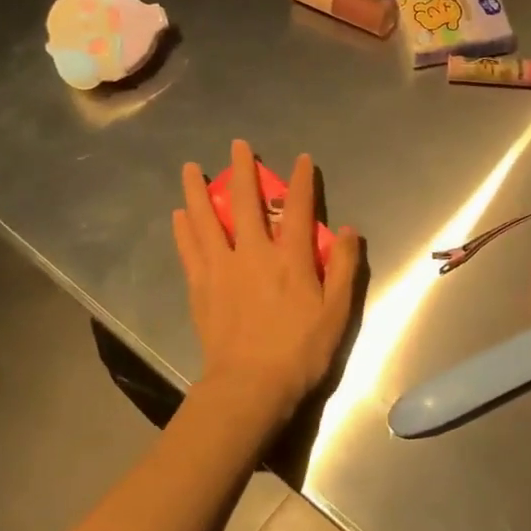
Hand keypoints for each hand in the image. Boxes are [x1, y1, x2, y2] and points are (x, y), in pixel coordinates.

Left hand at [174, 140, 360, 422]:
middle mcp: (253, 253)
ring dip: (198, 190)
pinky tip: (179, 214)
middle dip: (243, 170)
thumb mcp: (338, 312)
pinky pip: (189, 249)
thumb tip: (351, 230)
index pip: (300, 208)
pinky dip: (184, 228)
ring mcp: (222, 268)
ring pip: (206, 219)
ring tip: (189, 168)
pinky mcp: (200, 287)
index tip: (301, 159)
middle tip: (237, 145)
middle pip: (245, 202)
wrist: (250, 385)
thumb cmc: (300, 350)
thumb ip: (346, 267)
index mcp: (291, 258)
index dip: (302, 180)